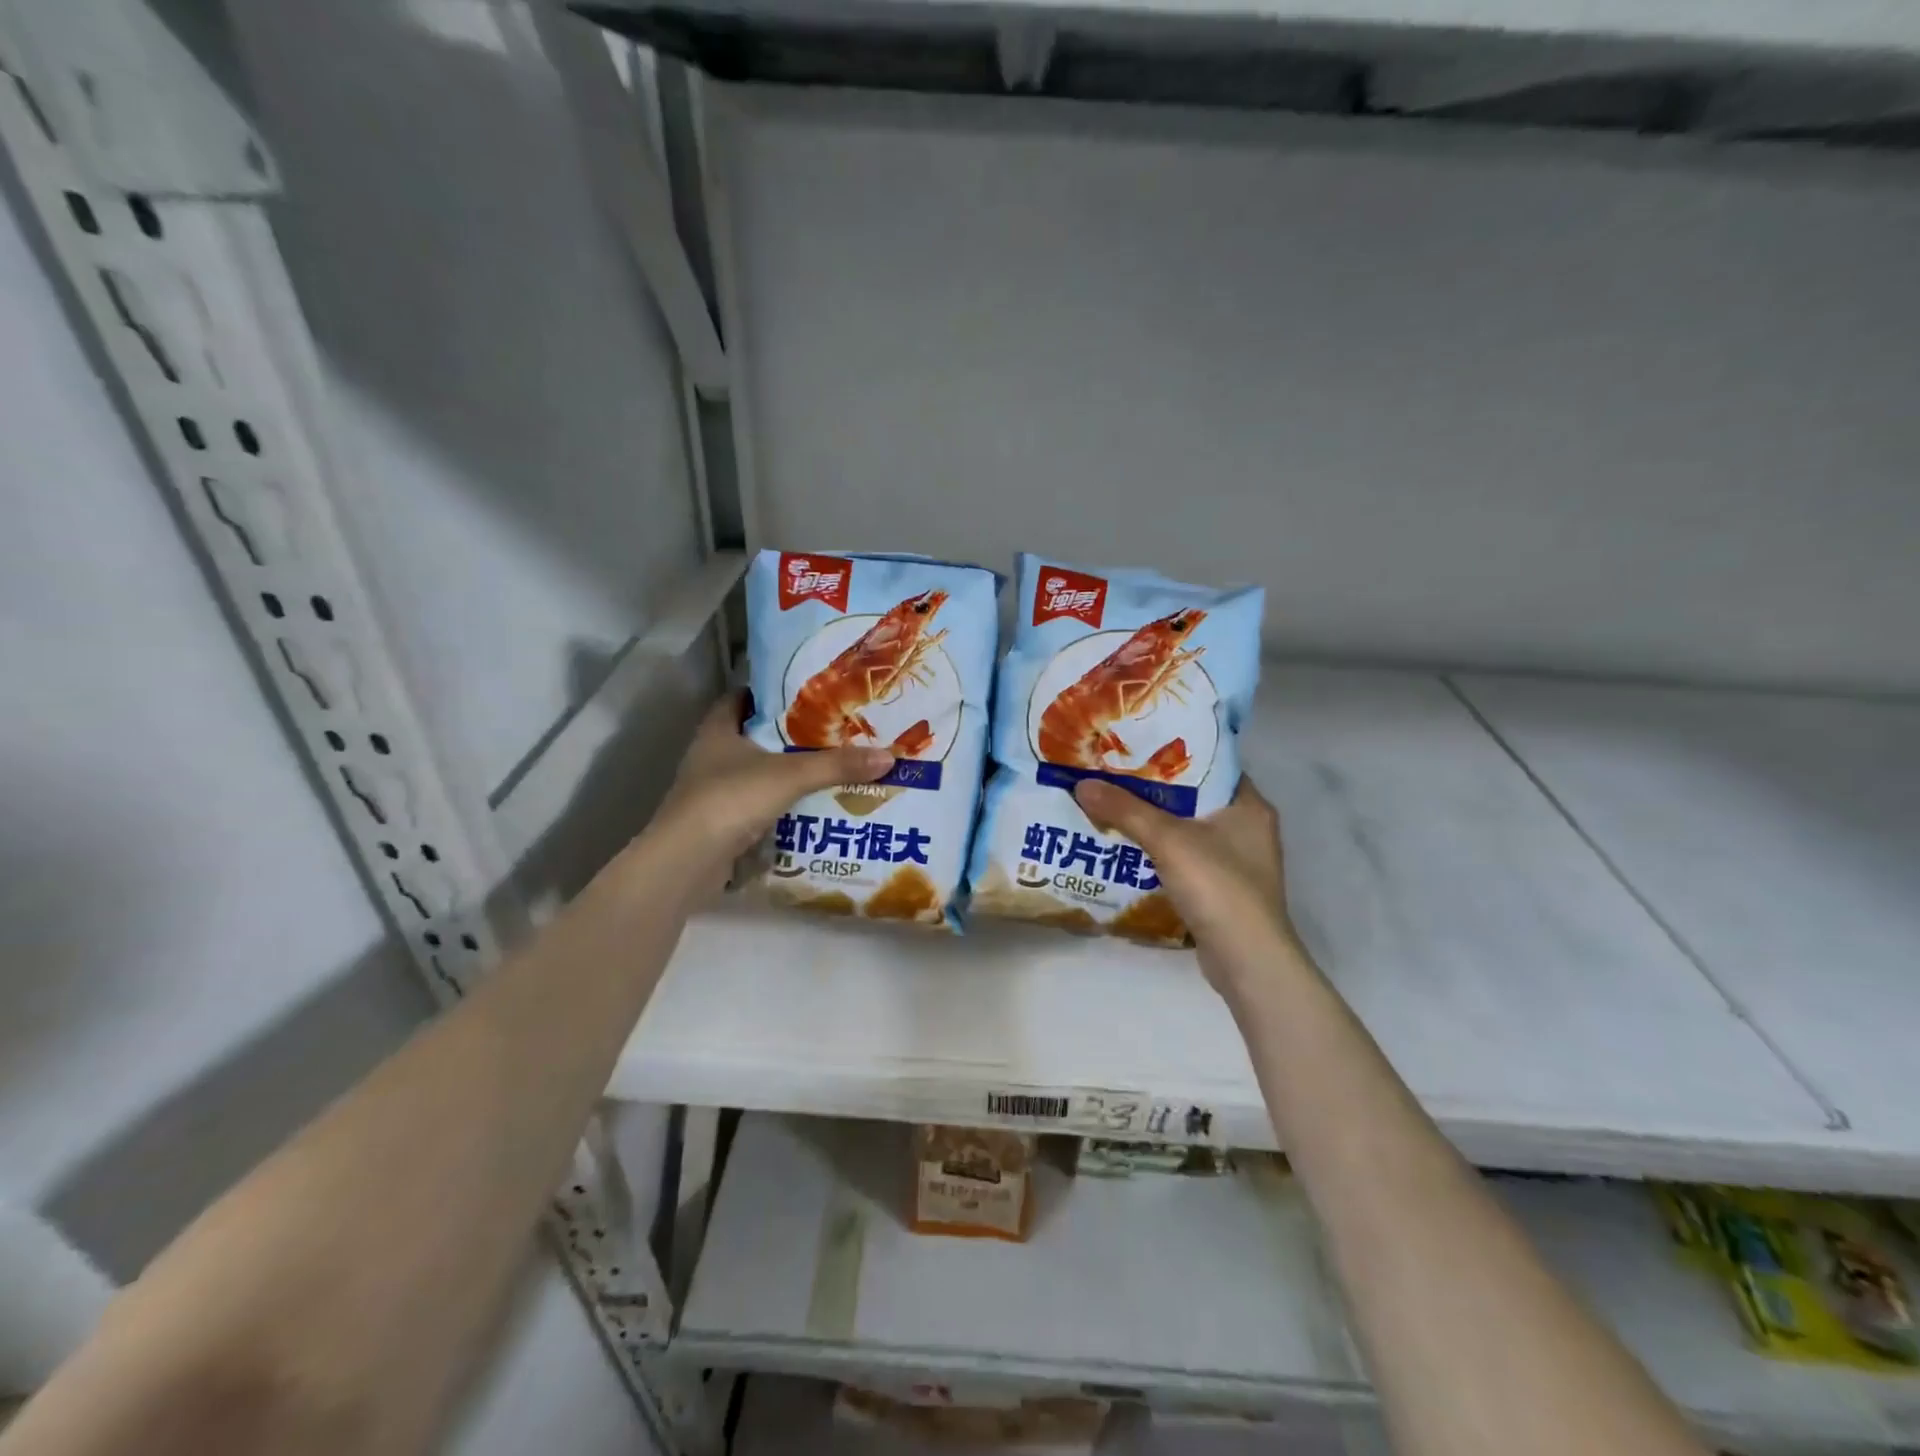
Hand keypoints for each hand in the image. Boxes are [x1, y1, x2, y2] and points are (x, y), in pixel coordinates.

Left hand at [652, 693, 893, 883]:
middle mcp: (711, 755)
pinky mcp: (720, 821)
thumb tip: (889, 756)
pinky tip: (810, 805)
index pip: (743, 697)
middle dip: (789, 734)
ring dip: (785, 770)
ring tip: (828, 766)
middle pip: (753, 735)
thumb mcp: (790, 776)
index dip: (772, 692)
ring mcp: (712, 790)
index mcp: (718, 730)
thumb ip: (837, 765)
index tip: (808, 692)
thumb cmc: (731, 799)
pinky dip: (779, 802)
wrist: (687, 861)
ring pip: (756, 771)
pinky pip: (756, 802)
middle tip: (831, 730)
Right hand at [1074, 775, 1298, 990]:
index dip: (1173, 753)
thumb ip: (1125, 810)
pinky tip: (1128, 849)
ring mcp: (1237, 862)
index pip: (1210, 764)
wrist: (1246, 961)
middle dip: (1154, 789)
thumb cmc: (1218, 886)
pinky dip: (1160, 853)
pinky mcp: (1223, 890)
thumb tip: (1081, 785)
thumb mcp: (1167, 840)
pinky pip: (1186, 859)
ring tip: (1112, 807)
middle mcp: (1248, 828)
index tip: (1135, 746)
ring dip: (1154, 823)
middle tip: (1113, 775)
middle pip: (1194, 798)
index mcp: (1249, 805)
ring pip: (1188, 830)